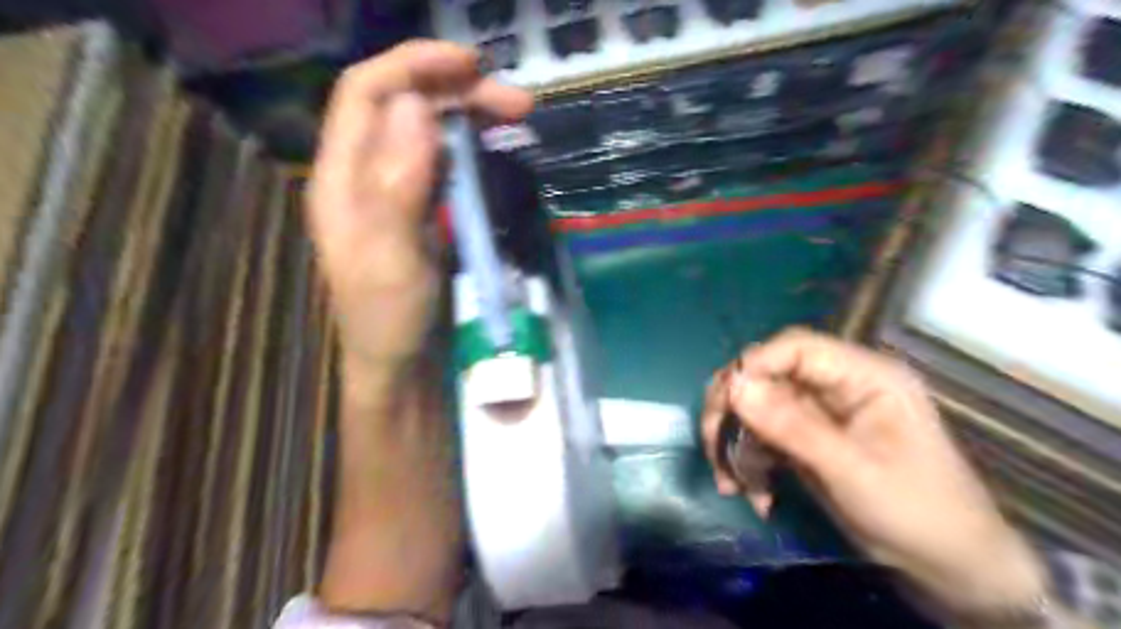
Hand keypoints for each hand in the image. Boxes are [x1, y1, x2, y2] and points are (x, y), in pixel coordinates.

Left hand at [306, 43, 533, 379]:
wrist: (401, 365)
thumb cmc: (388, 319)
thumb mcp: (391, 256)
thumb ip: (397, 183)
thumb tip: (417, 107)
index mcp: (341, 178)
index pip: (365, 94)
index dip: (413, 66)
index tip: (471, 64)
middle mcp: (364, 175)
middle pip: (403, 107)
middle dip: (455, 92)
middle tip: (515, 103)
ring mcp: (395, 193)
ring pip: (426, 132)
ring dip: (468, 116)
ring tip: (516, 117)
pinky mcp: (421, 212)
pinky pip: (443, 163)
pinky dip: (470, 147)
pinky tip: (495, 148)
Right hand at [698, 329, 1052, 617]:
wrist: (948, 568)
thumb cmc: (916, 511)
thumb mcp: (851, 468)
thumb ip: (791, 425)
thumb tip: (734, 386)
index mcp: (863, 376)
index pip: (794, 348)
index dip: (754, 366)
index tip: (725, 402)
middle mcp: (836, 385)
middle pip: (766, 375)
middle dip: (734, 410)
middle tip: (714, 444)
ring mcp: (819, 413)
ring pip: (757, 408)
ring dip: (737, 443)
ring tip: (730, 481)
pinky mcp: (807, 439)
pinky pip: (764, 437)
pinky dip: (751, 463)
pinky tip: (753, 493)